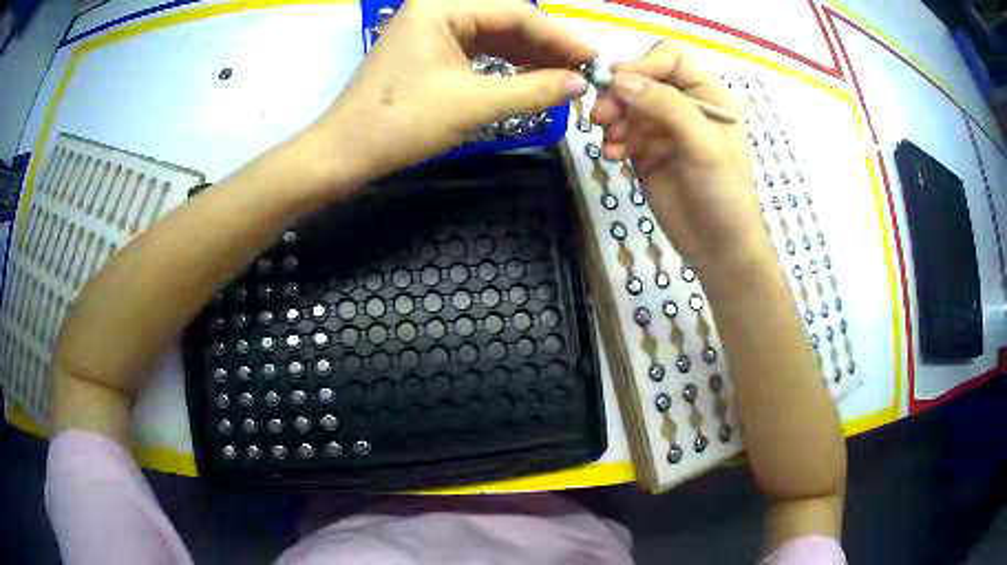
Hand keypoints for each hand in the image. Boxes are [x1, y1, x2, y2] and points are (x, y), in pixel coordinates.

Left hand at [305, 0, 594, 183]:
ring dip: (528, 54)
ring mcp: (430, 27)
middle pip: (506, 19)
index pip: (516, 12)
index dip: (559, 36)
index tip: (593, 59)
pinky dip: (504, 63)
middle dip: (545, 45)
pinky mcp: (428, 48)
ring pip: (493, 33)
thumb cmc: (402, 123)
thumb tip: (581, 83)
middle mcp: (437, 7)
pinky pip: (477, 48)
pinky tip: (529, 76)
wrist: (345, 153)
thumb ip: (534, 89)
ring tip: (563, 76)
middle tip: (582, 70)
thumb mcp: (474, 104)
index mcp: (443, 6)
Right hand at [591, 42, 766, 273]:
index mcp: (709, 95)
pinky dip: (611, 140)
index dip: (644, 65)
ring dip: (612, 118)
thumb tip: (618, 79)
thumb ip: (665, 106)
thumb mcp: (702, 145)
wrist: (718, 246)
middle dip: (620, 94)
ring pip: (626, 105)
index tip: (618, 83)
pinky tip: (612, 156)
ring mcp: (664, 128)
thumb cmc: (724, 192)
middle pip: (642, 79)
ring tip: (610, 142)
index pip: (671, 60)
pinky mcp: (646, 151)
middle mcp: (685, 105)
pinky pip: (620, 133)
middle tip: (601, 116)